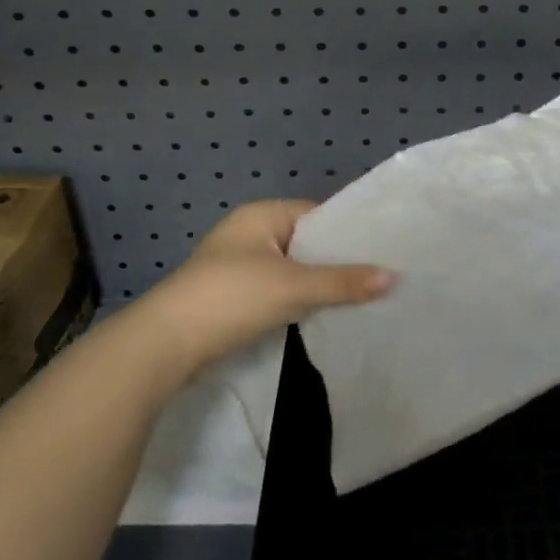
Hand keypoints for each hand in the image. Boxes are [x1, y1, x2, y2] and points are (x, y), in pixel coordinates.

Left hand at [142, 199, 394, 376]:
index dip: (348, 232)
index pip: (318, 214)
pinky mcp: (232, 296)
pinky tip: (322, 313)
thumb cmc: (232, 298)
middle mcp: (249, 232)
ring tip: (359, 297)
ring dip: (317, 283)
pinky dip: (297, 299)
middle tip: (378, 276)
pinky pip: (277, 289)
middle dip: (336, 261)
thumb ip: (343, 282)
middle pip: (306, 242)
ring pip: (292, 269)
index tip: (382, 250)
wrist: (165, 345)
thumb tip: (394, 277)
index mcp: (262, 215)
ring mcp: (238, 265)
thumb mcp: (293, 287)